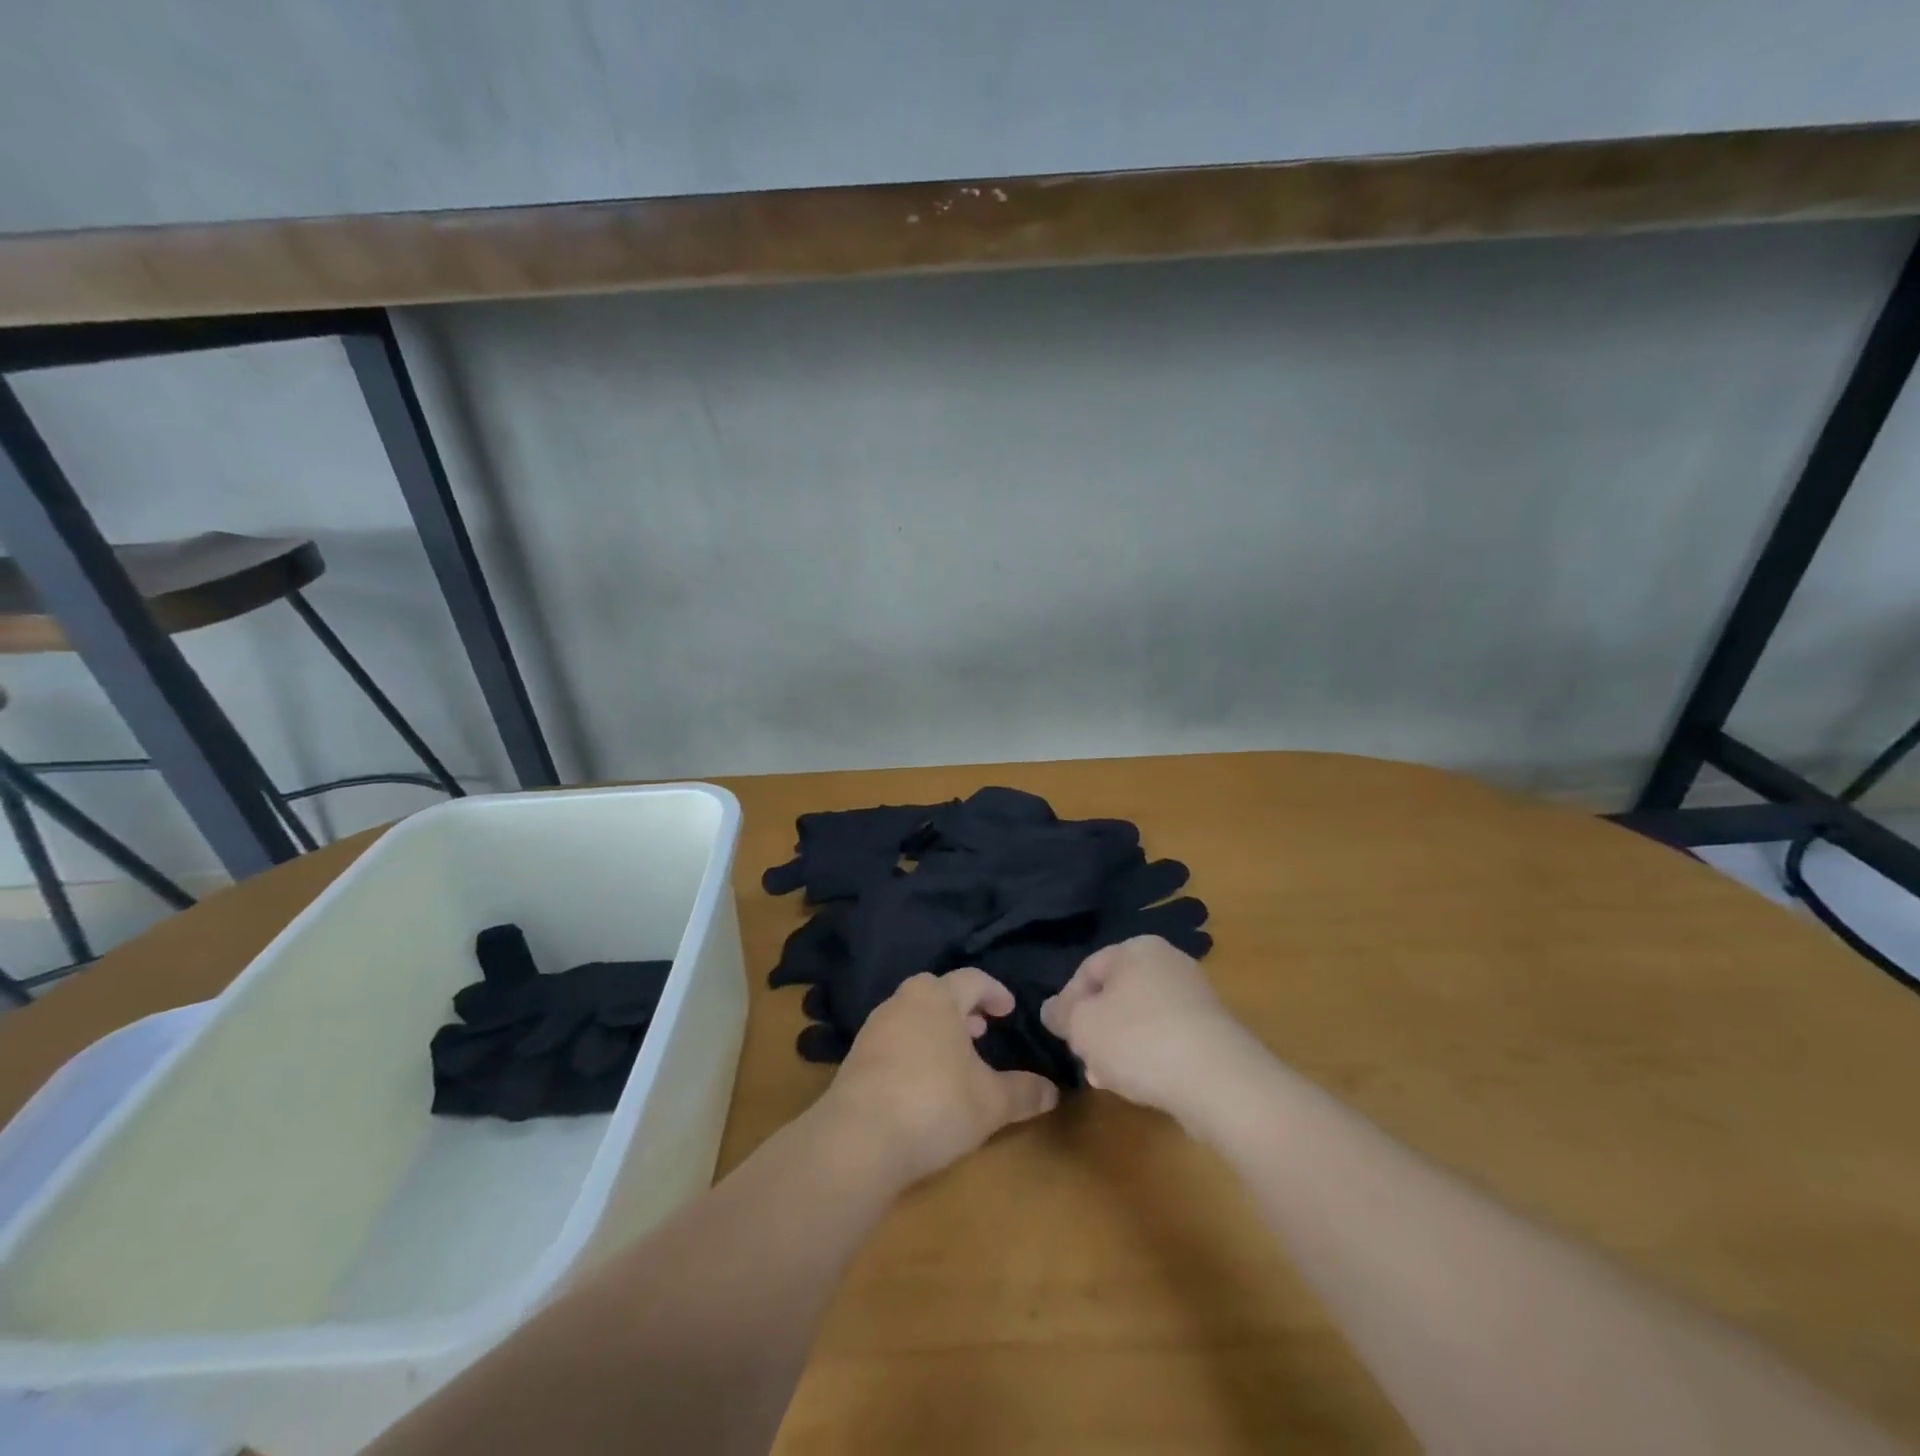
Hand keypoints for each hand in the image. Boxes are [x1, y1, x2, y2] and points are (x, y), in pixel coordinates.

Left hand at [820, 969, 1059, 1186]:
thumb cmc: (935, 1104)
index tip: (1008, 1010)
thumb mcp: (991, 1103)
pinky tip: (922, 1082)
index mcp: (937, 997)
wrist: (858, 1138)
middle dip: (962, 1009)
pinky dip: (913, 1049)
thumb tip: (1053, 1092)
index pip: (972, 979)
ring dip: (936, 1029)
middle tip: (981, 1030)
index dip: (994, 992)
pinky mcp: (855, 1057)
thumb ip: (1023, 1093)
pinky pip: (893, 1040)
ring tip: (954, 1058)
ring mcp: (874, 1028)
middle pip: (937, 992)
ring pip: (913, 1015)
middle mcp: (903, 1001)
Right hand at [1040, 935, 1257, 1121]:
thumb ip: (1061, 1014)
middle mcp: (1169, 963)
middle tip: (1084, 1059)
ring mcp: (1195, 998)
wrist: (1219, 1081)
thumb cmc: (1139, 1039)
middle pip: (1115, 995)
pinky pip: (1167, 1039)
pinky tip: (1140, 1085)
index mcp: (1137, 948)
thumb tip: (1051, 1010)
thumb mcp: (1082, 1025)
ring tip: (1107, 1080)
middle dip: (1095, 1029)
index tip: (1062, 1036)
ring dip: (1118, 1048)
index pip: (1087, 970)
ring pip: (1139, 1020)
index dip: (1067, 1004)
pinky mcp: (1213, 1032)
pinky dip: (1149, 1058)